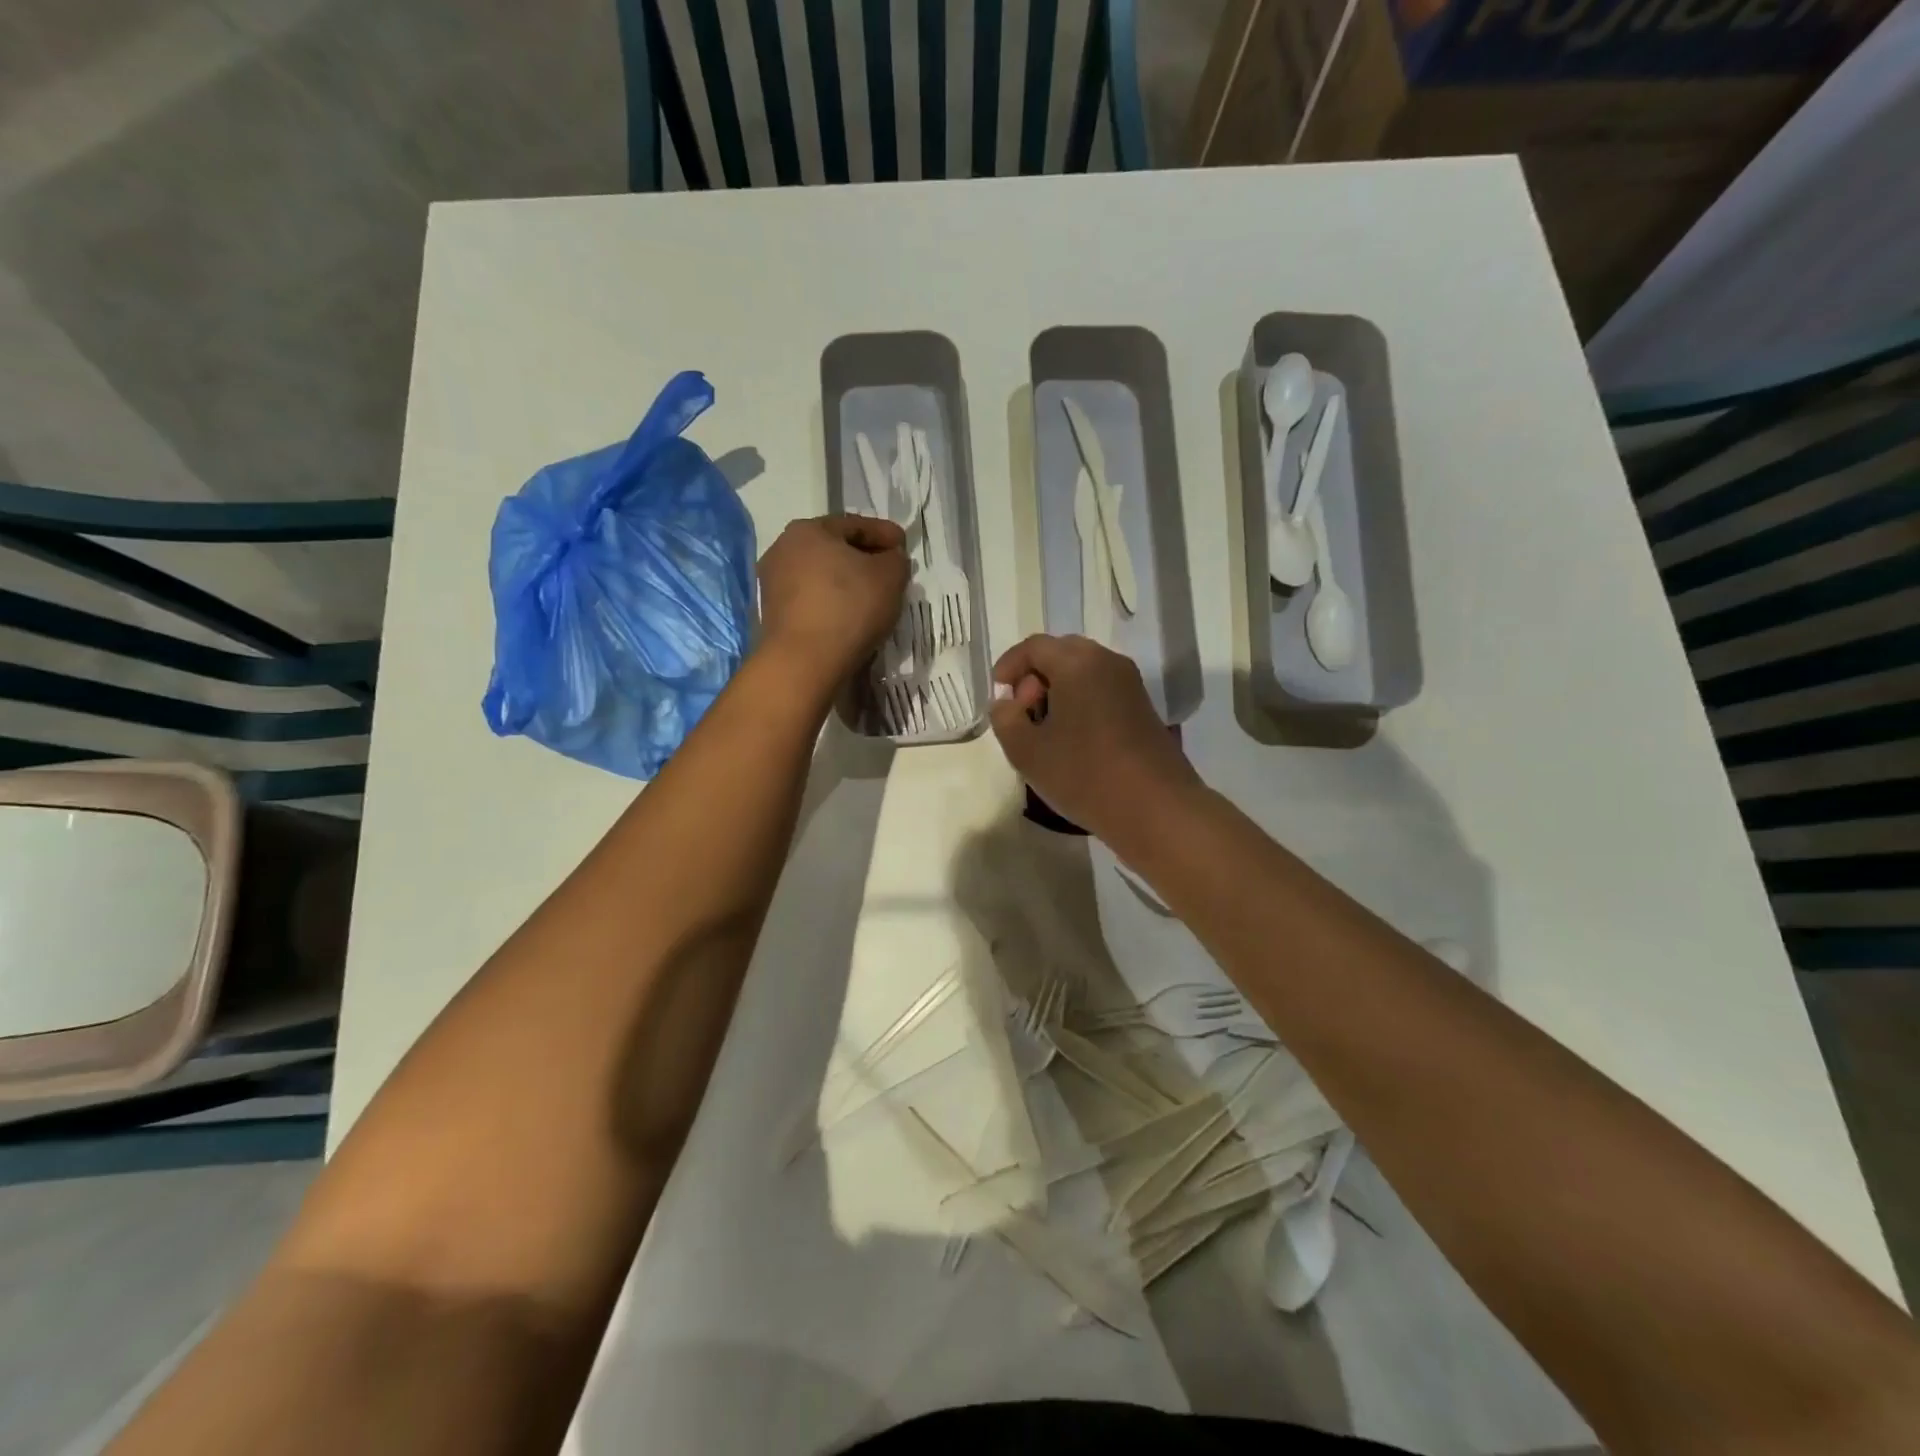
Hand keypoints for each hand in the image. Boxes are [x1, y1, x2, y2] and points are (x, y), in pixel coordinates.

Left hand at [757, 515, 908, 691]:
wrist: (804, 663)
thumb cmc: (849, 608)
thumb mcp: (890, 577)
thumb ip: (896, 559)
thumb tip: (889, 559)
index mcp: (808, 529)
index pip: (856, 524)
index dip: (885, 534)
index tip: (905, 546)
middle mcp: (783, 549)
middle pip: (834, 549)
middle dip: (864, 558)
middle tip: (891, 573)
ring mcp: (773, 583)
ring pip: (821, 576)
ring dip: (846, 583)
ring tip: (872, 598)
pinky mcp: (773, 614)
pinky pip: (812, 600)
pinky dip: (832, 603)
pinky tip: (850, 618)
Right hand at [989, 634, 1201, 841]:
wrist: (1156, 808)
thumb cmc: (1084, 774)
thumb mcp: (1027, 751)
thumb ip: (1005, 719)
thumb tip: (1006, 704)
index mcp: (1077, 663)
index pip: (1034, 647)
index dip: (1009, 666)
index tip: (999, 694)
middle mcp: (1107, 662)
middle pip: (1061, 653)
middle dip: (1034, 677)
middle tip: (1022, 712)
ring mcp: (1130, 684)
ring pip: (1084, 672)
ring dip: (1058, 691)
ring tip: (1045, 730)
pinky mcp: (1142, 708)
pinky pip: (1101, 690)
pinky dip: (1080, 702)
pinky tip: (1072, 740)